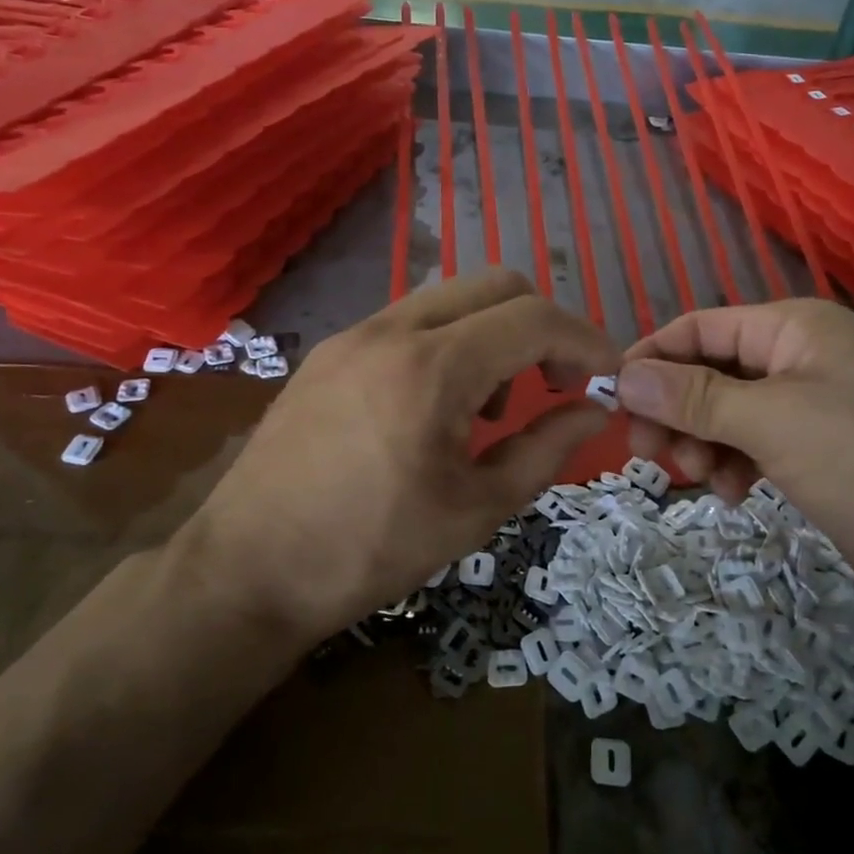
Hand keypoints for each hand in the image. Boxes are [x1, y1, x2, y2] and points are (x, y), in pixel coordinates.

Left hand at [183, 271, 620, 643]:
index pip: (533, 318)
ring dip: (493, 333)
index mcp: (432, 368)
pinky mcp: (329, 350)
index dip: (585, 340)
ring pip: (450, 297)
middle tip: (553, 385)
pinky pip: (410, 320)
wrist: (247, 570)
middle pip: (495, 284)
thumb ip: (546, 449)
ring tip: (489, 407)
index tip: (607, 376)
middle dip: (542, 326)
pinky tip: (437, 405)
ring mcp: (354, 334)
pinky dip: (449, 342)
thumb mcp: (475, 509)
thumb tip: (594, 411)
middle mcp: (392, 329)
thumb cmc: (370, 551)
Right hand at [617, 301, 853, 618]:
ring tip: (704, 480)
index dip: (653, 358)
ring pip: (727, 412)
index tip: (613, 400)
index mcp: (794, 328)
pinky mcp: (819, 449)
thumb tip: (622, 375)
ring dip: (703, 443)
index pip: (700, 327)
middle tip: (651, 454)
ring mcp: (812, 404)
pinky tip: (736, 495)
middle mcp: (800, 357)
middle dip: (676, 411)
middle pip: (710, 371)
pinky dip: (734, 464)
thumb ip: (693, 396)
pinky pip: (754, 443)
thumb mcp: (773, 422)